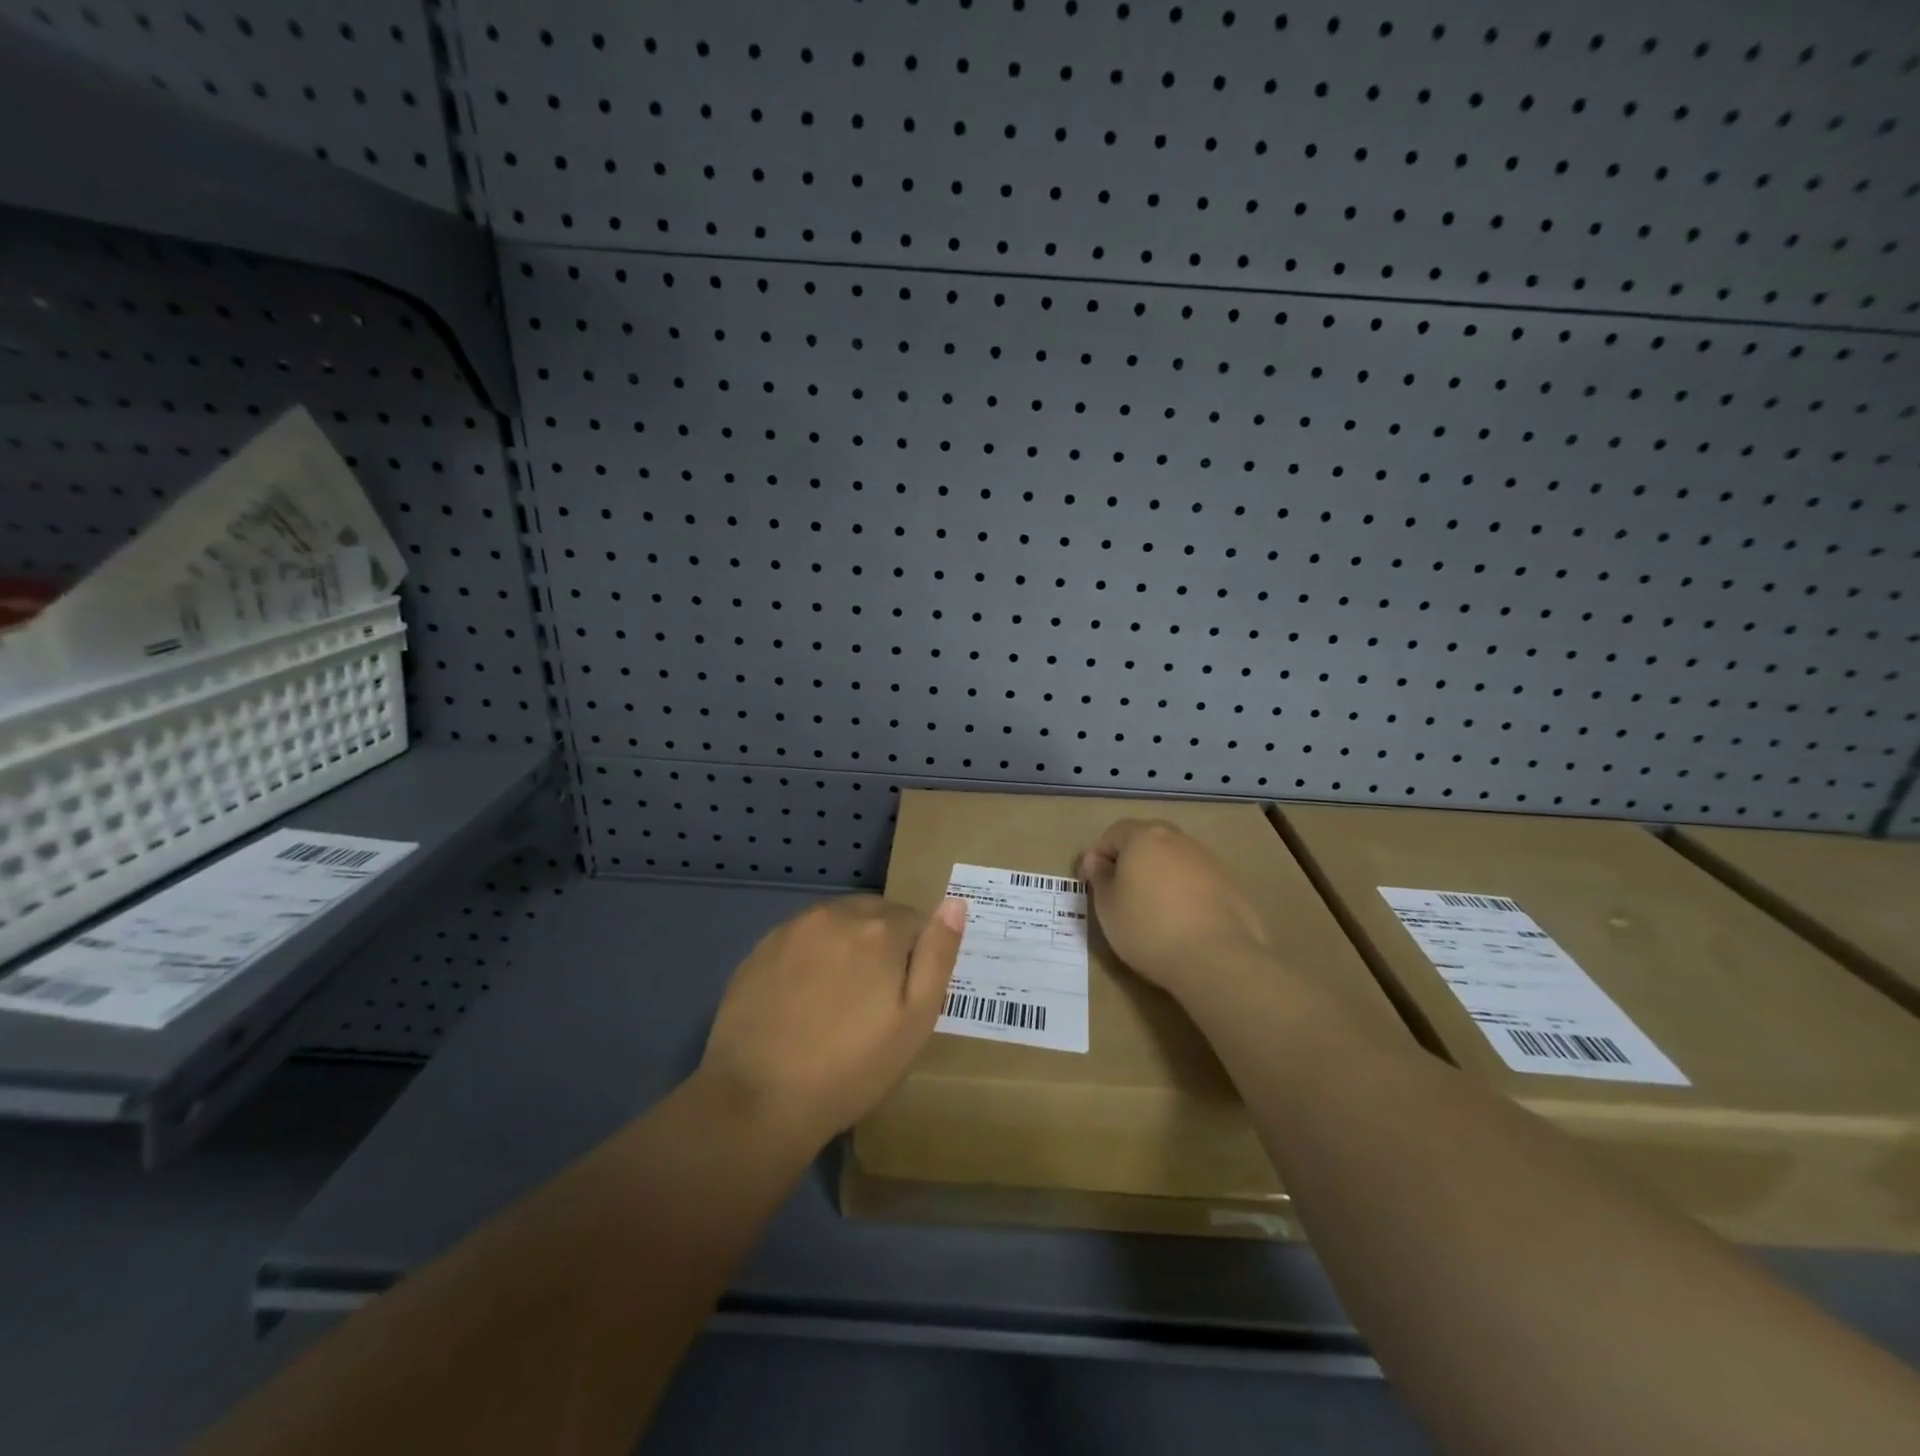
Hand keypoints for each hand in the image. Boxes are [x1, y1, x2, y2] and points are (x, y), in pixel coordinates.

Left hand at [700, 895, 964, 1144]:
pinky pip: (803, 936)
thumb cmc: (851, 1068)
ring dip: (848, 943)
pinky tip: (805, 997)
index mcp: (880, 929)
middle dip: (884, 942)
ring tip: (840, 997)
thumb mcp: (915, 1020)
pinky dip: (813, 954)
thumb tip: (955, 902)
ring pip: (838, 921)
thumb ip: (938, 956)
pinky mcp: (762, 947)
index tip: (906, 993)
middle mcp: (836, 914)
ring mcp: (793, 928)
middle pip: (875, 913)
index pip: (916, 920)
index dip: (917, 955)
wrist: (757, 1100)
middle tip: (876, 997)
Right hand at [1078, 819, 1269, 994]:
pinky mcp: (1230, 884)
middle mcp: (1178, 839)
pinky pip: (1197, 880)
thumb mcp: (1107, 906)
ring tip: (1153, 909)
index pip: (1113, 833)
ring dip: (1160, 875)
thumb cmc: (1148, 928)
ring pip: (1174, 859)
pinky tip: (1182, 921)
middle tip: (1121, 891)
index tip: (1089, 883)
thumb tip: (1098, 860)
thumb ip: (1099, 876)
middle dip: (1131, 860)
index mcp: (1144, 837)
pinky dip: (1184, 892)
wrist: (1216, 958)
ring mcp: (1208, 860)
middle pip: (1147, 841)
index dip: (1097, 855)